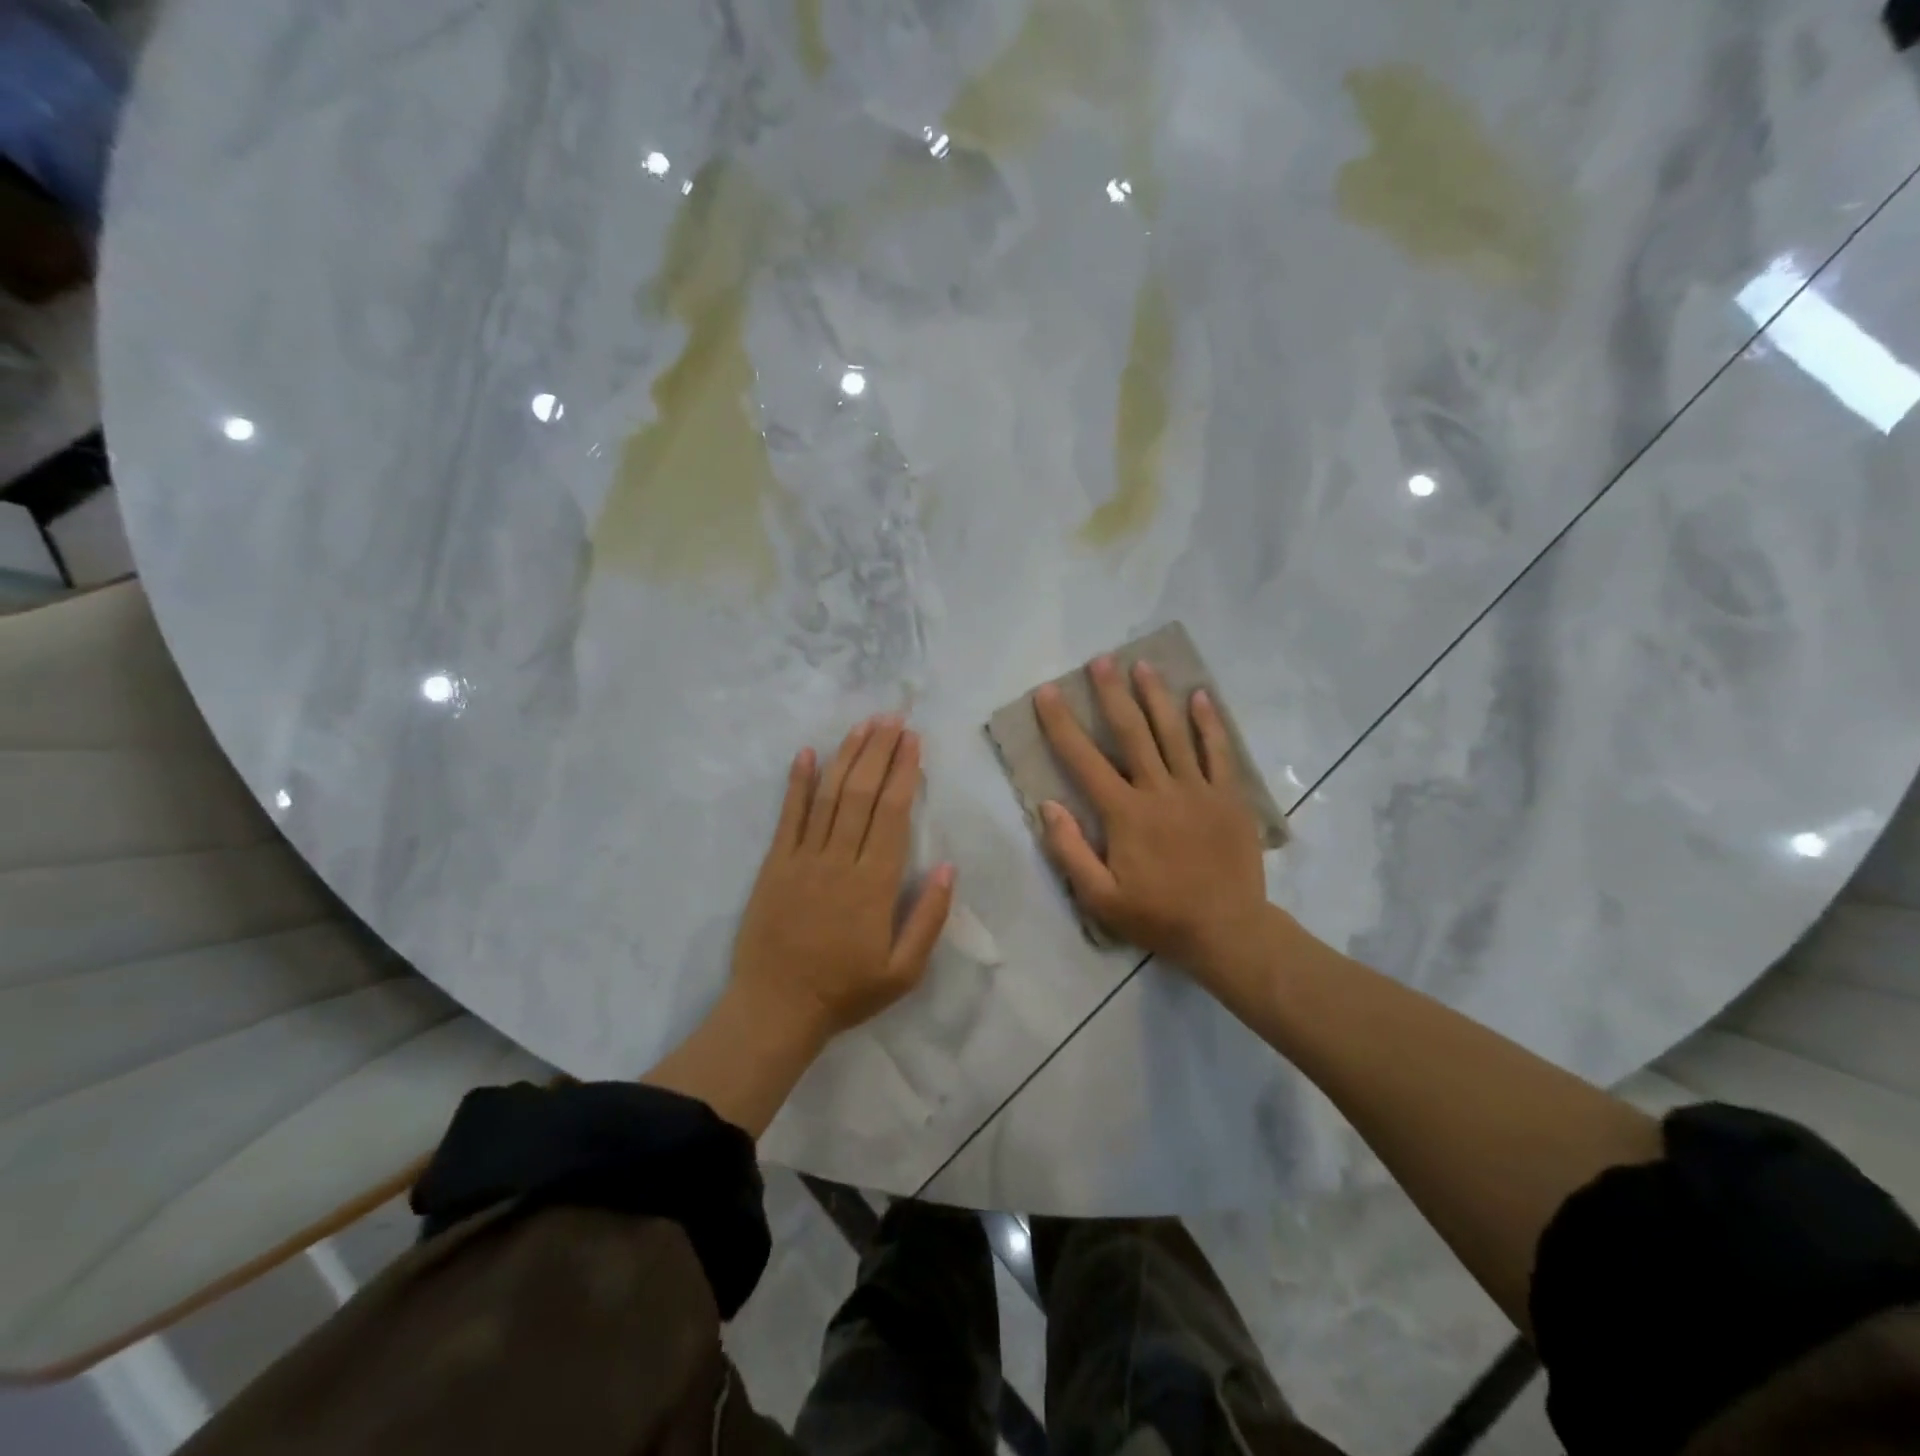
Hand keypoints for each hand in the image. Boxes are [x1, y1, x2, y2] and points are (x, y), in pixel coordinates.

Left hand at [731, 715, 955, 1043]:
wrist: (776, 1009)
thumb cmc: (846, 991)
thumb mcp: (903, 971)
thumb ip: (929, 918)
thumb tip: (949, 866)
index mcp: (876, 883)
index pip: (894, 813)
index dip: (905, 772)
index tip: (914, 741)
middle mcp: (840, 860)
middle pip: (862, 793)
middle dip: (880, 751)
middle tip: (892, 717)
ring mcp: (803, 858)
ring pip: (828, 795)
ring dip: (847, 756)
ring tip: (863, 725)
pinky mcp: (775, 863)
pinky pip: (788, 815)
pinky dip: (797, 782)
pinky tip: (806, 753)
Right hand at [1035, 656, 1270, 987]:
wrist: (1227, 931)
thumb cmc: (1158, 916)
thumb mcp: (1100, 898)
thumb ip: (1070, 851)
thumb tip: (1047, 805)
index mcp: (1125, 813)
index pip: (1084, 759)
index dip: (1061, 724)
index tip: (1047, 693)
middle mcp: (1159, 790)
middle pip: (1132, 732)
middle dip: (1112, 693)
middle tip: (1100, 660)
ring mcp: (1198, 790)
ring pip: (1173, 733)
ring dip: (1156, 696)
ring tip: (1142, 665)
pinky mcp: (1228, 797)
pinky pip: (1218, 752)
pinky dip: (1209, 723)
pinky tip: (1200, 696)